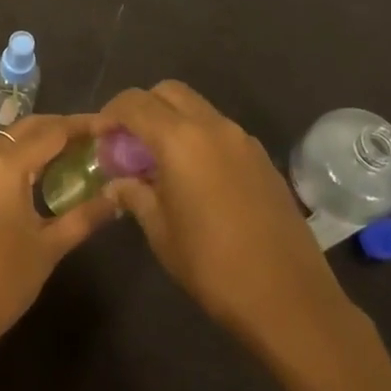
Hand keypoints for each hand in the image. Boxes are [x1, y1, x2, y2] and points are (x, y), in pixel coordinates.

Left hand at [0, 114, 119, 359]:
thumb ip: (85, 216)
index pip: (53, 131)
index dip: (85, 125)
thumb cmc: (1, 282)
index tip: (112, 125)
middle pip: (27, 128)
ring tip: (70, 158)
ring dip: (37, 143)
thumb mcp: (49, 249)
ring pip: (6, 142)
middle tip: (93, 139)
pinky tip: (34, 180)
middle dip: (61, 128)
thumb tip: (118, 197)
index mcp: (5, 166)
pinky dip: (16, 160)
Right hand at [103, 81, 354, 352]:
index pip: (135, 103)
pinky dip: (199, 138)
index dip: (110, 113)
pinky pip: (220, 131)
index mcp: (180, 139)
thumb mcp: (161, 232)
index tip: (100, 137)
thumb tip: (119, 182)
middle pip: (168, 92)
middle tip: (129, 143)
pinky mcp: (262, 158)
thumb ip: (135, 195)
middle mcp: (213, 126)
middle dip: (142, 108)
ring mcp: (243, 140)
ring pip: (197, 108)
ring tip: (160, 162)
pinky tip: (195, 178)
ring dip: (172, 121)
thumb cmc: (213, 266)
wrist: (290, 298)